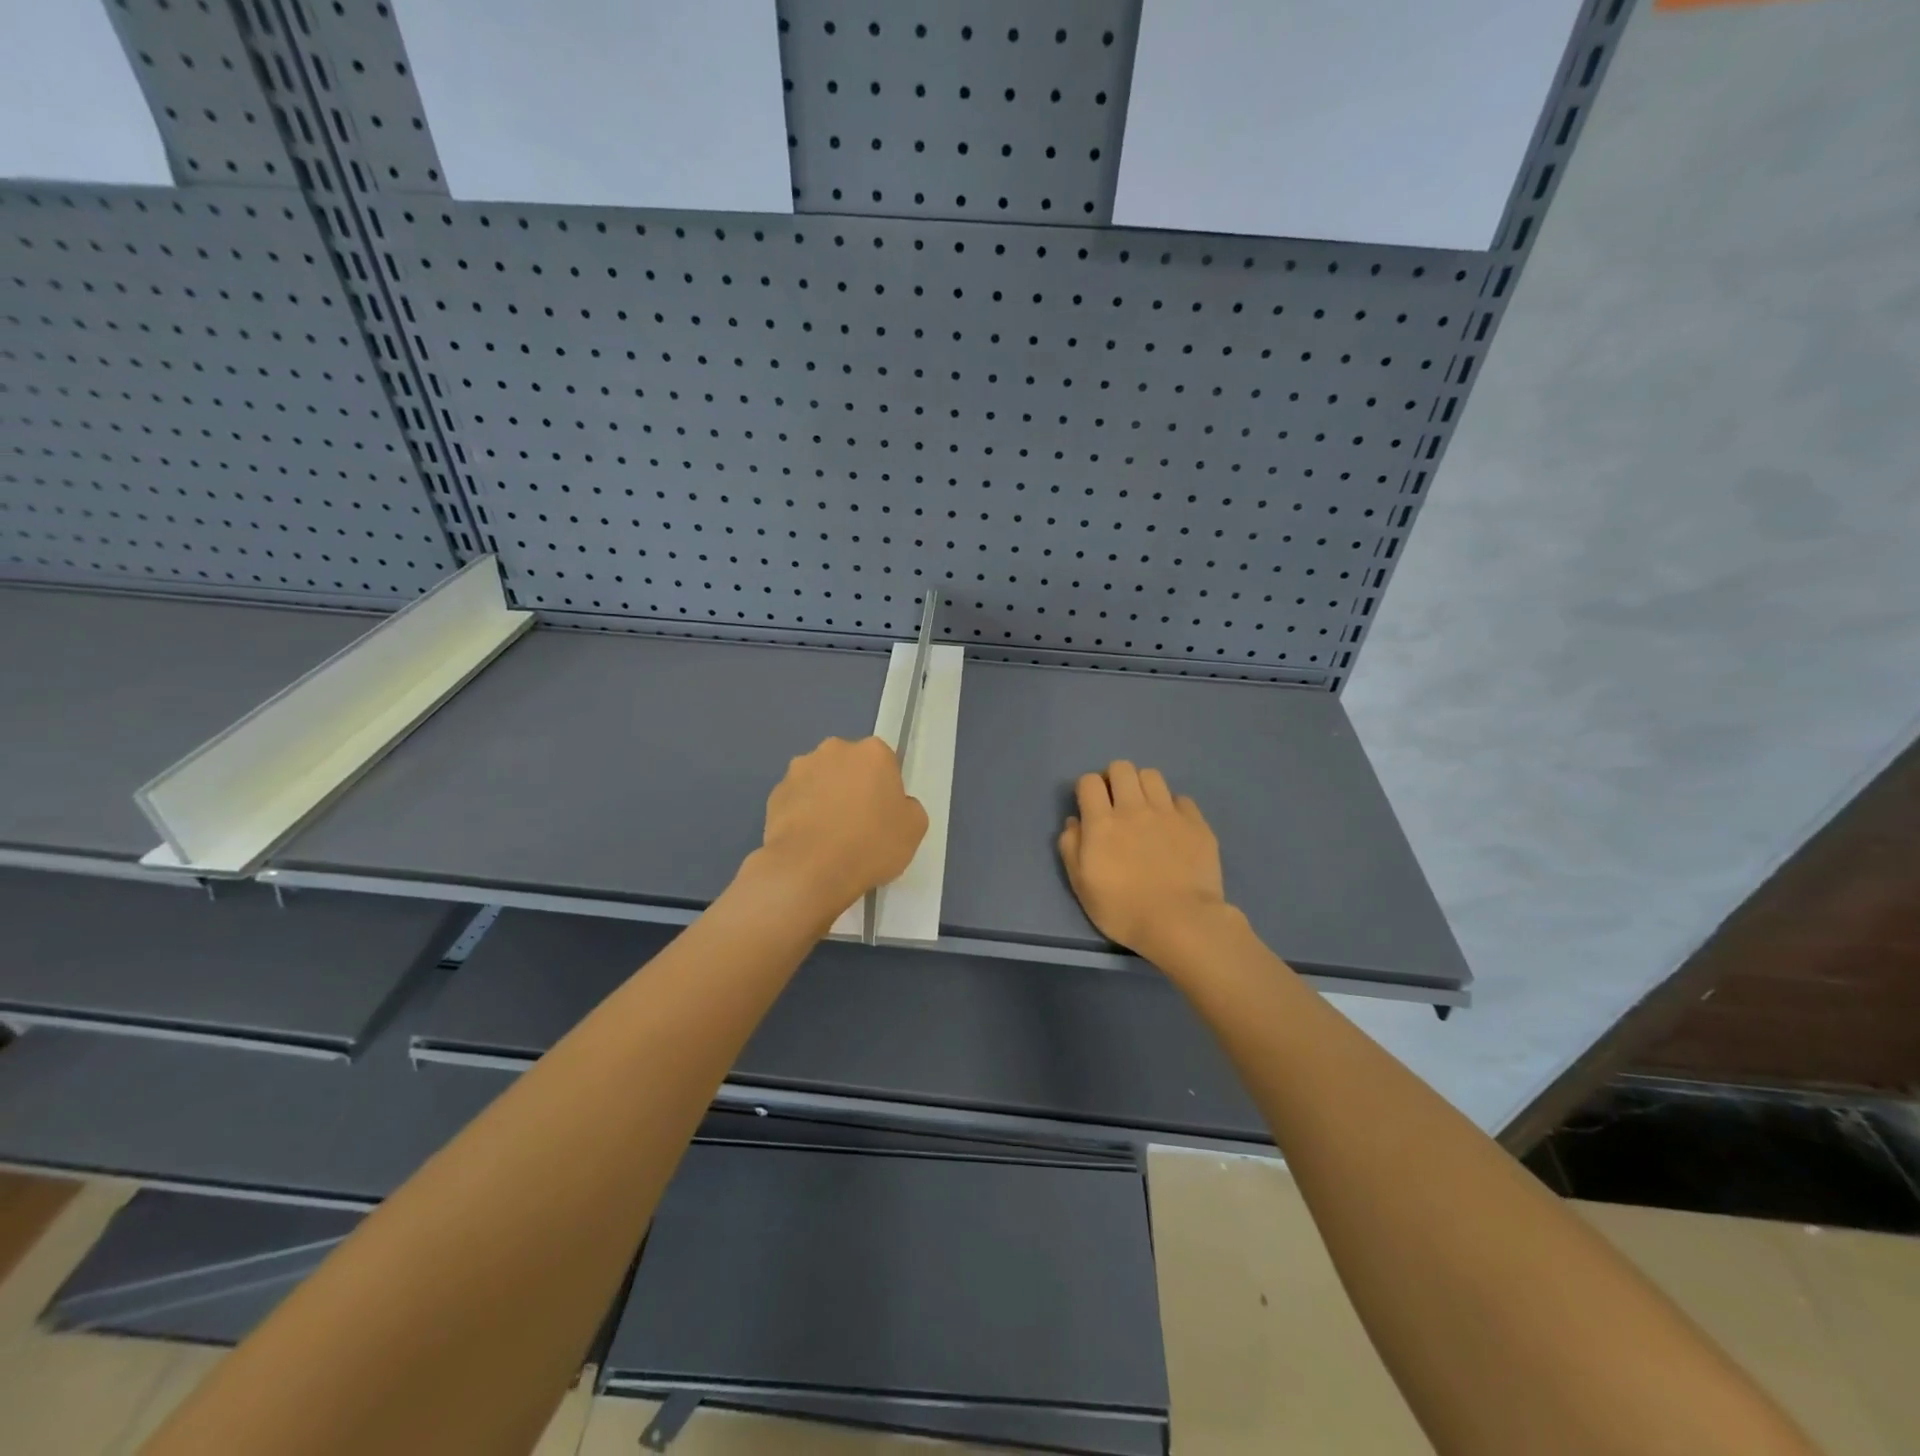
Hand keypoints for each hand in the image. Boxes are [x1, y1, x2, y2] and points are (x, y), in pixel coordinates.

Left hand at [754, 736, 928, 914]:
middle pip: (849, 766)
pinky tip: (808, 842)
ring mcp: (799, 770)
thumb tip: (895, 805)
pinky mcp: (774, 793)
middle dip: (853, 787)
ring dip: (825, 798)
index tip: (884, 815)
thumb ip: (908, 807)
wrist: (809, 870)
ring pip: (819, 780)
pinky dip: (802, 814)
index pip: (885, 762)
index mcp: (872, 752)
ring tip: (829, 836)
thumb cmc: (870, 844)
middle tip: (858, 824)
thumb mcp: (914, 829)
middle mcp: (833, 750)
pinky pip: (796, 800)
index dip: (886, 789)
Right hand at [1058, 761, 1230, 961]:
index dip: (1087, 789)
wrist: (1181, 922)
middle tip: (1116, 803)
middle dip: (1114, 779)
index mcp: (1102, 822)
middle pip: (1121, 768)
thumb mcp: (1082, 885)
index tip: (1090, 806)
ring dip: (1143, 787)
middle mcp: (1134, 808)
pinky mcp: (1196, 823)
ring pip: (1152, 776)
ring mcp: (1168, 813)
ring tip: (1145, 809)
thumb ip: (1071, 848)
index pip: (1089, 781)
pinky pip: (1182, 799)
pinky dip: (1173, 807)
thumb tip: (1074, 822)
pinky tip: (1172, 827)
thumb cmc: (1123, 910)